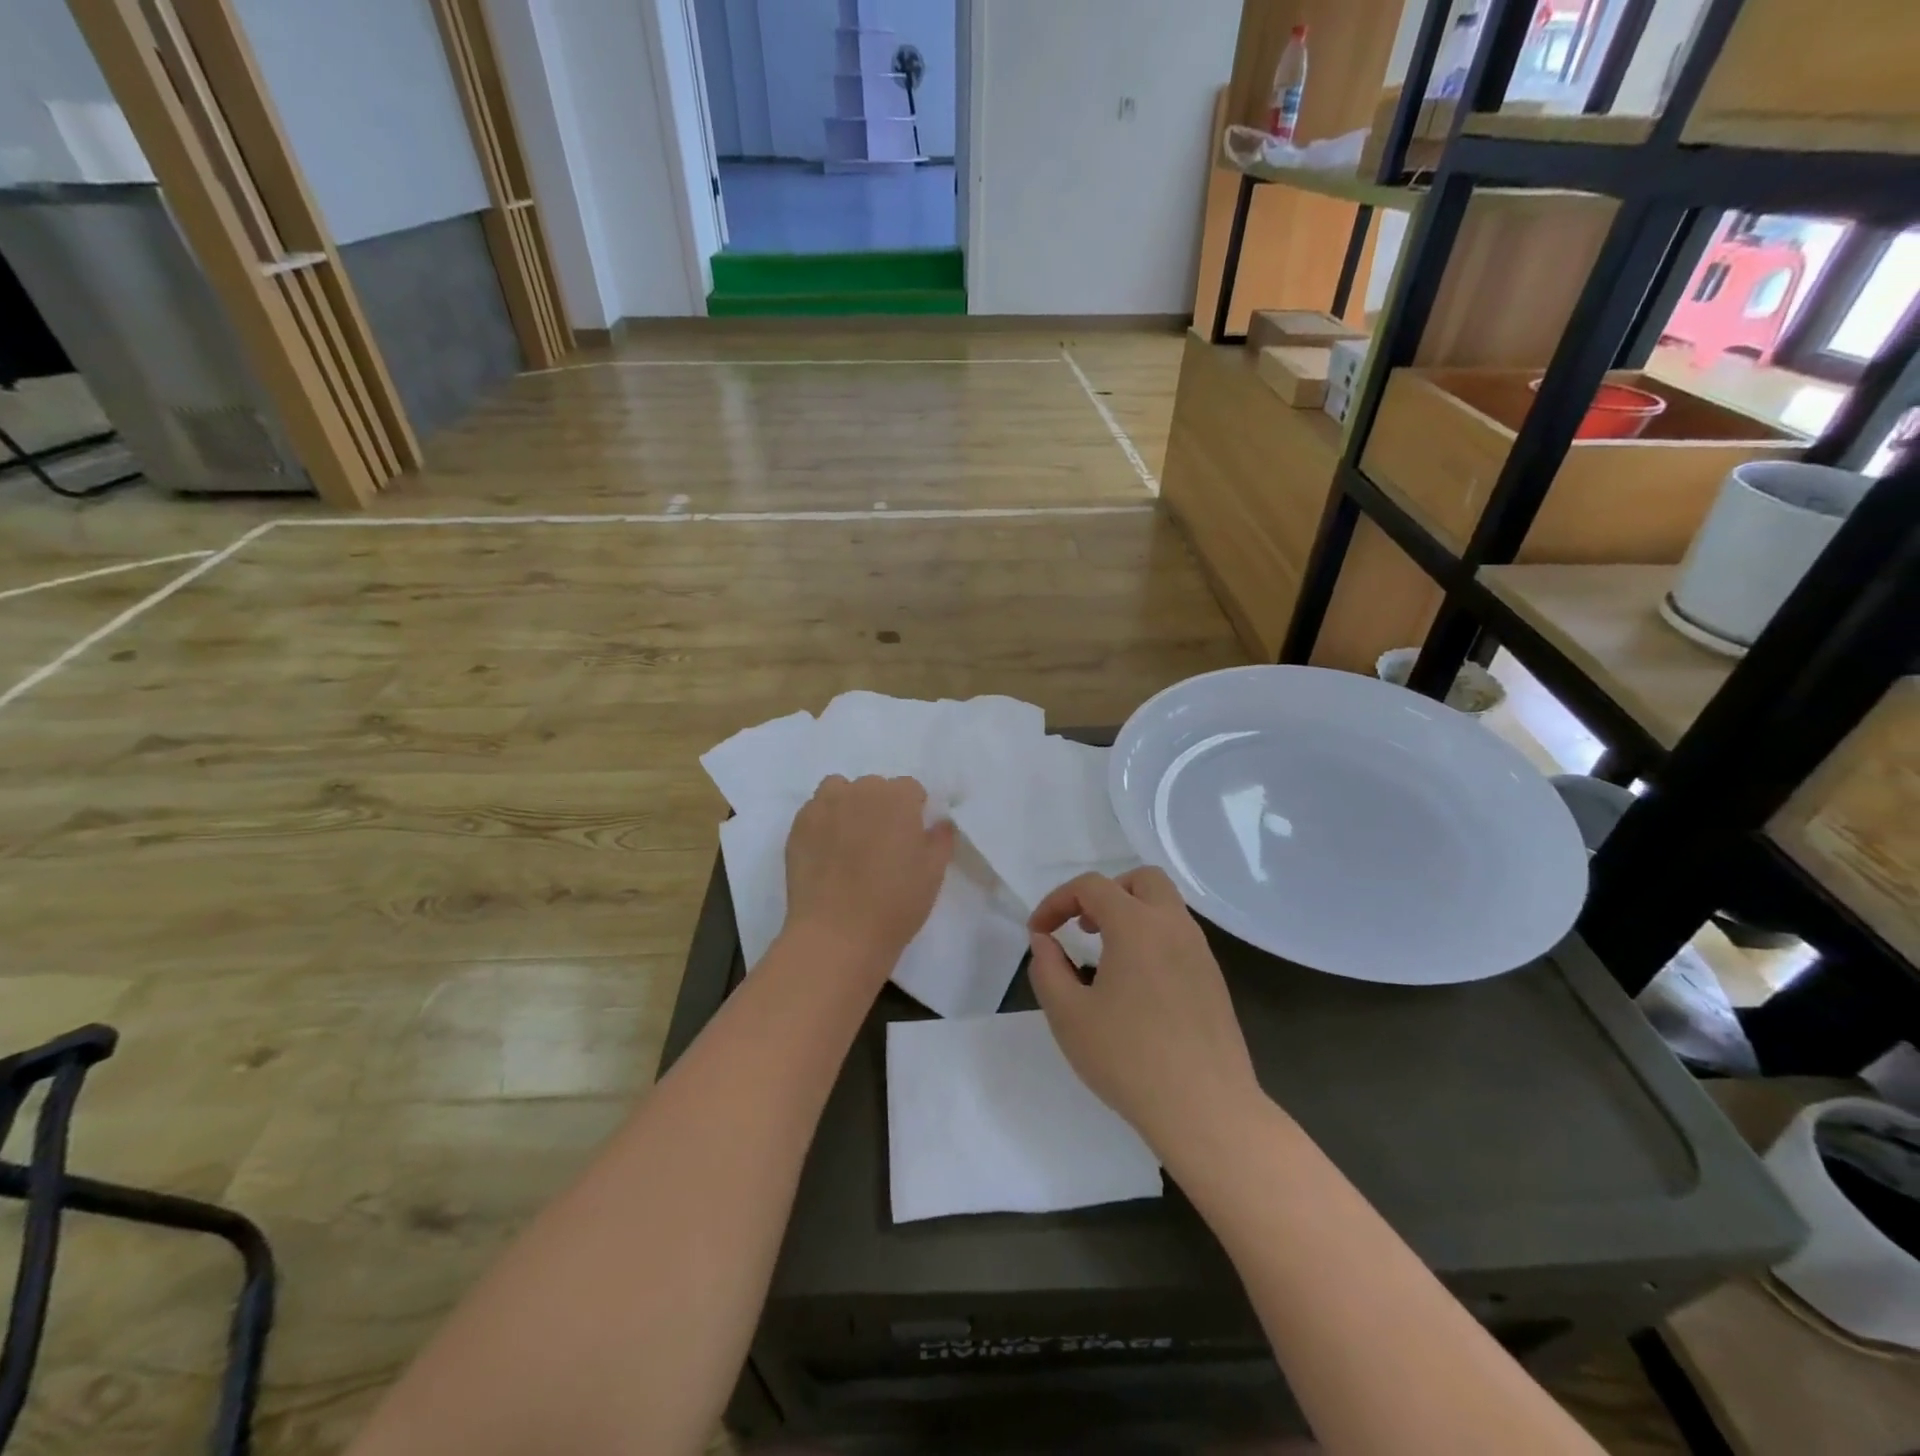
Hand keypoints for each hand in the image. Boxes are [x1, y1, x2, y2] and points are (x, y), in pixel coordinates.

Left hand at [784, 775, 954, 978]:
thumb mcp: (933, 874)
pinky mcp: (799, 825)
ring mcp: (825, 805)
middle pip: (874, 787)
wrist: (837, 934)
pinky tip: (826, 851)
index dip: (913, 811)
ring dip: (848, 805)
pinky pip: (815, 810)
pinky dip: (823, 822)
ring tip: (850, 840)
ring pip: (840, 790)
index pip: (910, 789)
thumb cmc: (895, 903)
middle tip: (881, 843)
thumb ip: (940, 839)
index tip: (910, 837)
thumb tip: (939, 823)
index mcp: (898, 798)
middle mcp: (861, 791)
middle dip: (880, 807)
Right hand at [1027, 868, 1262, 1153]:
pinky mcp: (1214, 980)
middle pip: (1141, 879)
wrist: (1206, 1109)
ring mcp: (1200, 952)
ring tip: (1106, 957)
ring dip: (1131, 914)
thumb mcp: (1068, 1015)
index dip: (1056, 901)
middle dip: (1105, 893)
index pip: (1091, 887)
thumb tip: (1044, 940)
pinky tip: (1137, 985)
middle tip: (1083, 928)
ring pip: (1165, 906)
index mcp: (1136, 925)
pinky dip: (1152, 939)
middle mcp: (1173, 926)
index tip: (1038, 932)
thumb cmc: (1128, 1058)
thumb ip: (1048, 968)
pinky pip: (1179, 937)